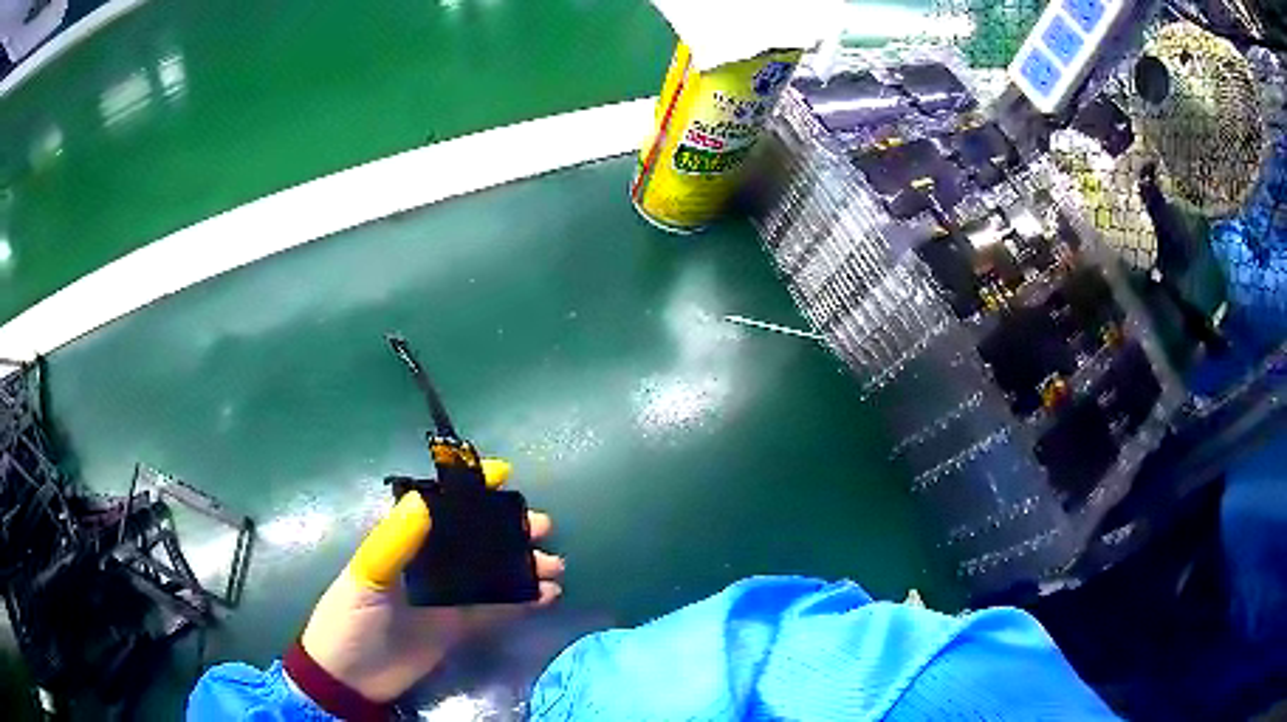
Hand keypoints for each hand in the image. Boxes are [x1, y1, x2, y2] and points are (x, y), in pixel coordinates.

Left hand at [298, 466, 562, 702]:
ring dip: (525, 565)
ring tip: (554, 567)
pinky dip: (524, 600)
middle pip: (477, 537)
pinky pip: (498, 608)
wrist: (352, 677)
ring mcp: (449, 595)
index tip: (507, 476)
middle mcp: (431, 562)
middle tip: (542, 528)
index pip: (441, 506)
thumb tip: (426, 498)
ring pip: (494, 571)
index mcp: (405, 541)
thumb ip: (395, 541)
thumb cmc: (350, 618)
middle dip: (511, 528)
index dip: (472, 489)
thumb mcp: (366, 576)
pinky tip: (547, 596)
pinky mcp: (461, 626)